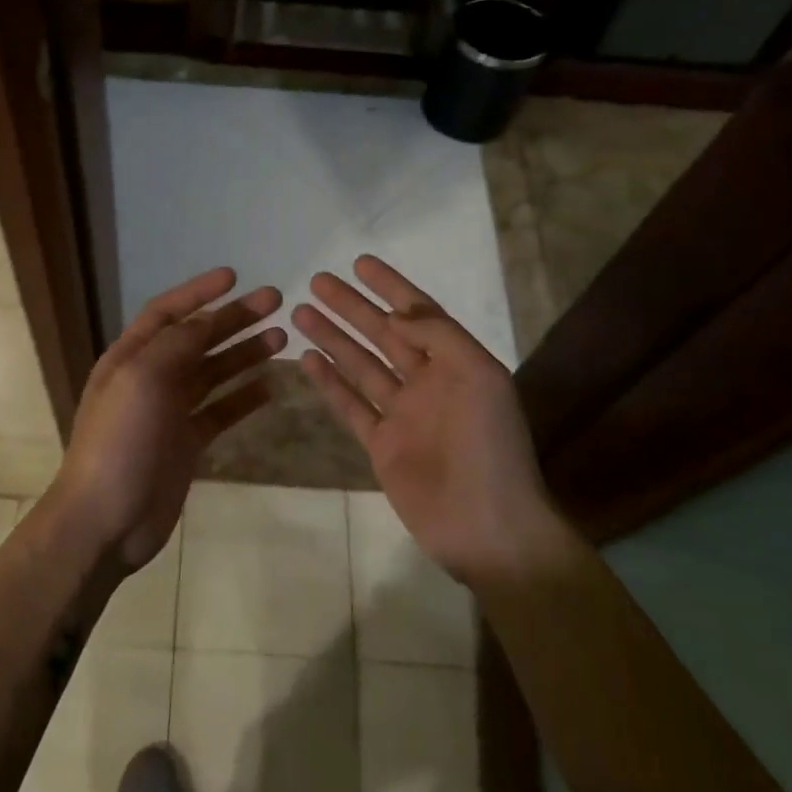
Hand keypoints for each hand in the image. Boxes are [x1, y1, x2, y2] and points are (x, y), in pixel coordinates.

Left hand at [53, 268, 284, 572]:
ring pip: (213, 373)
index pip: (167, 312)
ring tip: (281, 338)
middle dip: (234, 319)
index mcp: (131, 357)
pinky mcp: (186, 444)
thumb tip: (207, 319)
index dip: (198, 292)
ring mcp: (169, 413)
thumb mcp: (142, 379)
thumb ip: (177, 344)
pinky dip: (244, 398)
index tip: (235, 276)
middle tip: (275, 303)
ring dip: (244, 354)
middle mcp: (150, 378)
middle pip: (197, 339)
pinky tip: (271, 386)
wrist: (105, 520)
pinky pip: (220, 411)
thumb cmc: (119, 441)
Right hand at [293, 255, 560, 589]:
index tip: (360, 263)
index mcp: (455, 363)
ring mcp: (402, 414)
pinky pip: (350, 406)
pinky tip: (307, 360)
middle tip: (316, 282)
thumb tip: (397, 312)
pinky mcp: (381, 445)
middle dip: (351, 307)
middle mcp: (427, 382)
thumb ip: (440, 337)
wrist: (487, 527)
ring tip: (301, 313)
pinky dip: (329, 383)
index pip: (417, 314)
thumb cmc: (490, 447)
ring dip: (333, 338)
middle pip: (382, 334)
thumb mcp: (480, 378)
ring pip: (360, 365)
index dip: (390, 286)